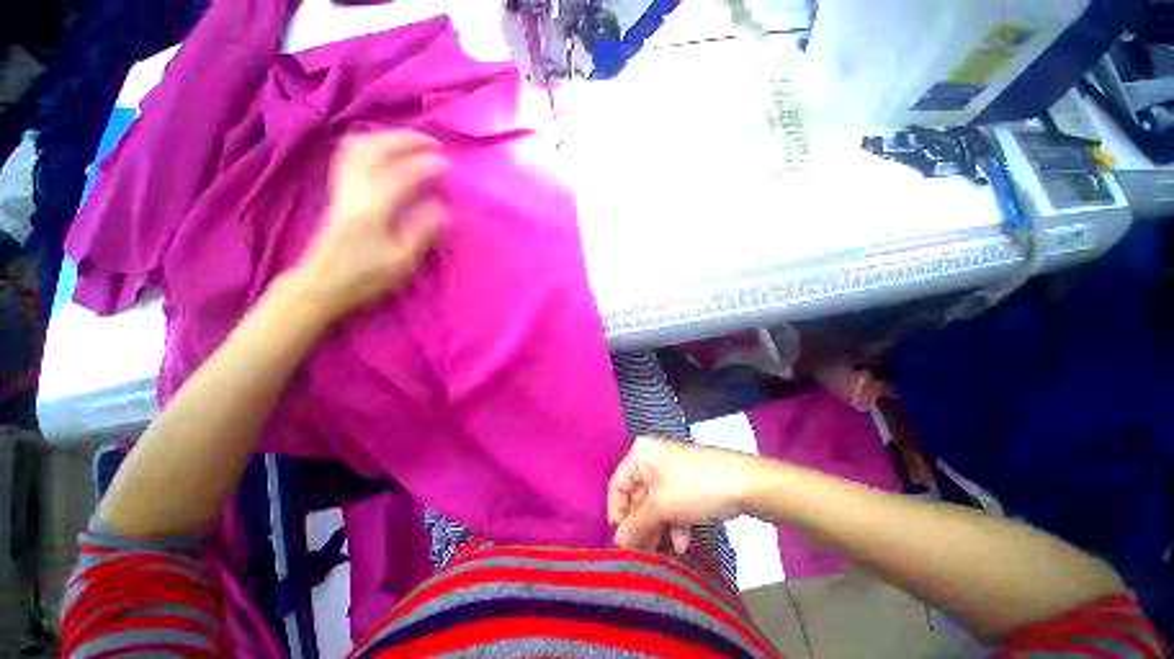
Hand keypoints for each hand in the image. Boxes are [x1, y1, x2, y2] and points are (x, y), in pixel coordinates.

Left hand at [296, 131, 447, 319]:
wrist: (321, 284)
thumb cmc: (365, 277)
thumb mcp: (401, 261)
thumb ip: (423, 232)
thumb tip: (443, 209)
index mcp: (373, 210)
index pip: (401, 176)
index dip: (426, 166)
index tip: (449, 164)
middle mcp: (354, 191)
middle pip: (374, 150)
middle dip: (405, 140)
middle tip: (431, 143)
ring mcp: (342, 189)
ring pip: (358, 148)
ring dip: (385, 138)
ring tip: (409, 142)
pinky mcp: (337, 192)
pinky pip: (348, 156)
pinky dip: (367, 146)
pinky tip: (381, 151)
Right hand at [608, 436, 756, 553]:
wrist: (745, 483)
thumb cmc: (694, 488)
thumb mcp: (661, 507)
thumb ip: (635, 525)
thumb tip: (617, 542)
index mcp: (640, 454)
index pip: (617, 484)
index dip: (617, 513)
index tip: (623, 541)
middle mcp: (653, 459)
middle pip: (637, 496)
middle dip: (641, 525)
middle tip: (642, 553)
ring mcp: (671, 470)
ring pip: (655, 503)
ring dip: (657, 528)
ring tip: (661, 554)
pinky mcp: (688, 482)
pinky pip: (672, 503)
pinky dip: (674, 522)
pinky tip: (682, 543)